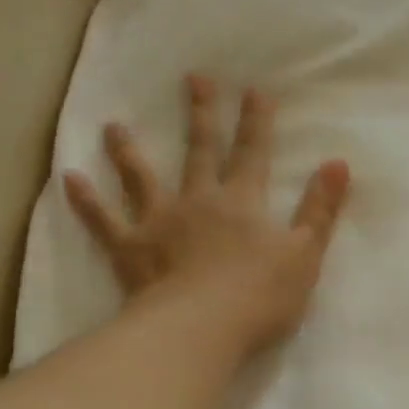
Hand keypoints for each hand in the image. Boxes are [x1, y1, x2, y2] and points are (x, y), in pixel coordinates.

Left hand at [65, 75, 350, 354]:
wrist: (201, 329)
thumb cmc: (259, 297)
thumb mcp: (304, 255)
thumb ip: (320, 210)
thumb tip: (339, 163)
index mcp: (241, 203)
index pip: (252, 154)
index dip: (256, 123)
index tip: (253, 89)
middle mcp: (197, 202)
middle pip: (199, 152)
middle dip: (199, 115)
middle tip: (193, 79)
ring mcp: (159, 224)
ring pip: (141, 178)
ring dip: (129, 151)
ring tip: (113, 126)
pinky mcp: (130, 251)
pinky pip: (104, 222)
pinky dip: (86, 201)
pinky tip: (69, 179)